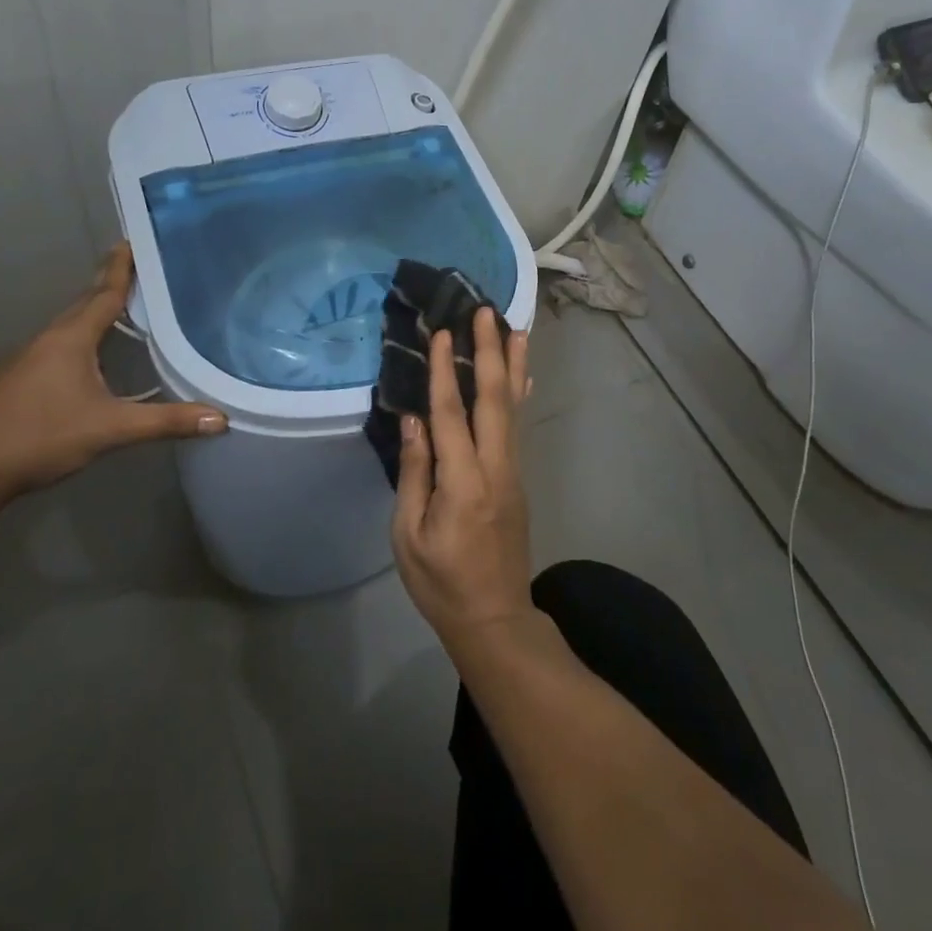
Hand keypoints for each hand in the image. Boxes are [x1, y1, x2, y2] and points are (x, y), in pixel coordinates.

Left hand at [0, 243, 225, 502]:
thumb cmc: (41, 437)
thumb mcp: (111, 429)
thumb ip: (166, 422)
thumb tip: (221, 419)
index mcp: (71, 339)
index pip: (104, 294)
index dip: (120, 269)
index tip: (131, 241)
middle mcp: (48, 340)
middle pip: (84, 303)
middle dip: (108, 284)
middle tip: (134, 267)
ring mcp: (27, 359)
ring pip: (68, 325)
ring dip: (92, 311)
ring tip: (119, 306)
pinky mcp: (17, 380)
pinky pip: (56, 344)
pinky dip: (78, 336)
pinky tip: (88, 355)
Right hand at [392, 308, 533, 650]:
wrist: (495, 618)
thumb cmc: (441, 582)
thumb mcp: (409, 536)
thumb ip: (414, 473)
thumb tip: (414, 420)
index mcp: (462, 483)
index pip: (451, 414)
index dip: (443, 371)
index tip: (442, 332)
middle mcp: (495, 467)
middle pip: (493, 399)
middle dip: (489, 351)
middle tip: (485, 311)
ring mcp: (512, 471)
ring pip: (512, 407)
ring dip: (512, 365)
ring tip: (516, 328)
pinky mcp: (518, 478)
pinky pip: (517, 426)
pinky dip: (518, 394)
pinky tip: (522, 377)